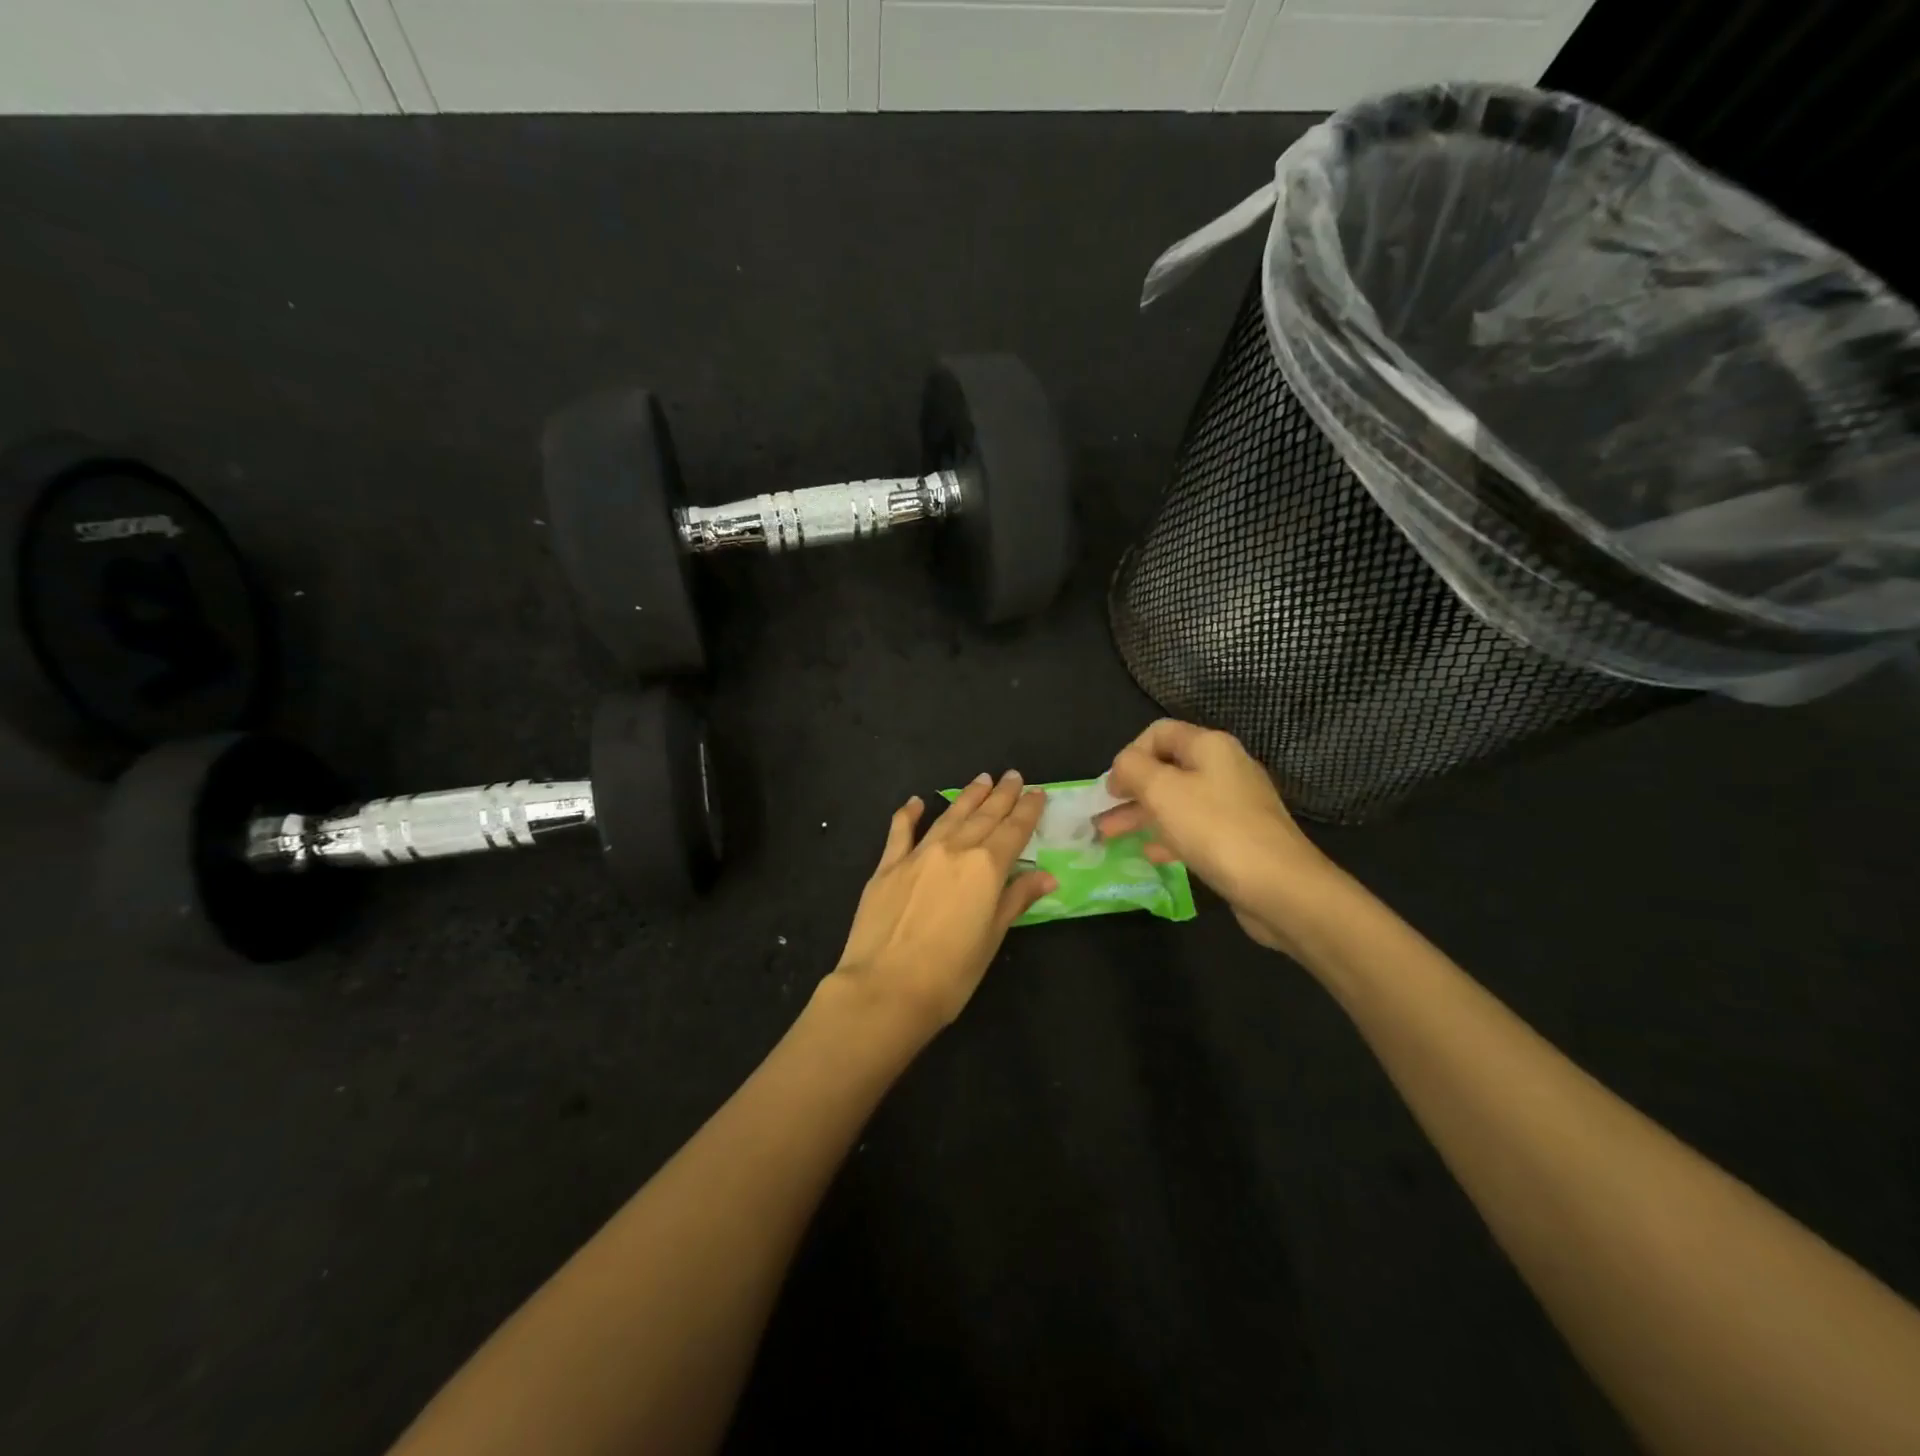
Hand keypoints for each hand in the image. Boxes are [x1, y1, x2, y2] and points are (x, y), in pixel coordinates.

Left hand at [827, 772, 1054, 1036]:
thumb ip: (1016, 900)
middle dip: (1001, 795)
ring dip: (967, 797)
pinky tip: (915, 802)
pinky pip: (900, 831)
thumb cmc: (950, 974)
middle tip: (1012, 775)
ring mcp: (918, 855)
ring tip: (981, 779)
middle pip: (983, 816)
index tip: (1036, 792)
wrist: (884, 988)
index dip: (1027, 810)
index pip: (1013, 830)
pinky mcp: (887, 866)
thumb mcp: (992, 938)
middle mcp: (954, 850)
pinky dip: (908, 814)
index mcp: (986, 868)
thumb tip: (1046, 876)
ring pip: (948, 816)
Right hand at [1096, 720, 1336, 953]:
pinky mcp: (1238, 838)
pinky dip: (1167, 836)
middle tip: (1101, 814)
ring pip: (1177, 801)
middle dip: (1130, 790)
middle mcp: (1224, 768)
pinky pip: (1194, 829)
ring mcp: (1234, 805)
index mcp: (1210, 747)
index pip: (1159, 733)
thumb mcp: (1162, 791)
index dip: (1129, 755)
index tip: (1112, 787)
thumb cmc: (1215, 830)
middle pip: (1167, 768)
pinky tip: (1150, 853)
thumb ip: (1132, 769)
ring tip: (1110, 836)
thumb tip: (1122, 767)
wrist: (1280, 888)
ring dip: (1142, 815)